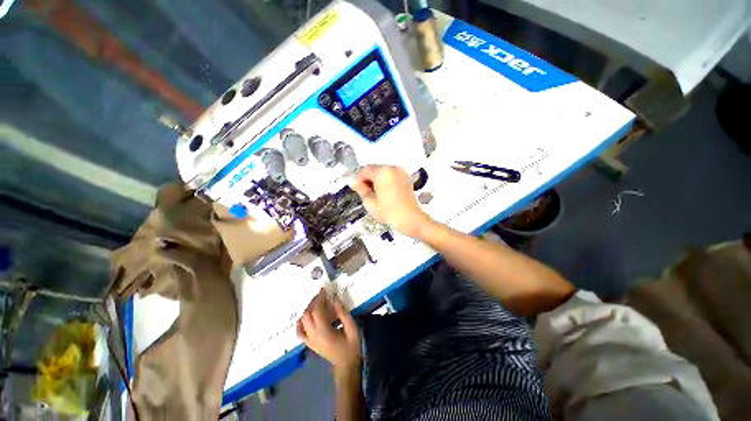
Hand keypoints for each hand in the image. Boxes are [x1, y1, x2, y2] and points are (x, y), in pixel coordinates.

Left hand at [297, 289, 360, 371]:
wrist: (346, 366)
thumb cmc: (351, 347)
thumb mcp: (352, 328)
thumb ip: (343, 313)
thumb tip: (334, 299)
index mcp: (324, 332)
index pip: (317, 310)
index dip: (319, 298)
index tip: (324, 289)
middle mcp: (313, 336)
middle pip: (307, 314)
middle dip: (313, 302)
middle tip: (321, 294)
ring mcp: (310, 341)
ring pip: (302, 321)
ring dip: (308, 309)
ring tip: (316, 302)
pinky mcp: (310, 344)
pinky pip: (300, 332)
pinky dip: (300, 323)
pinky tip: (305, 317)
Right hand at [352, 165, 432, 237]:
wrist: (410, 219)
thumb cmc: (389, 212)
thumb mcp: (370, 202)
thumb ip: (361, 190)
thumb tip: (356, 183)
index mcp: (382, 172)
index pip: (365, 170)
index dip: (358, 179)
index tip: (356, 189)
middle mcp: (392, 168)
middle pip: (374, 169)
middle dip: (368, 179)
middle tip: (365, 193)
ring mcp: (401, 172)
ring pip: (383, 172)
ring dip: (376, 180)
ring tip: (375, 195)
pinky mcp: (406, 178)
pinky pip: (391, 176)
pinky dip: (386, 182)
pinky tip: (385, 193)